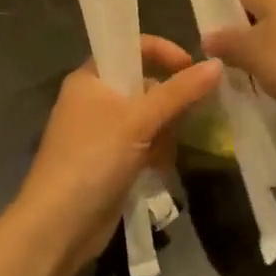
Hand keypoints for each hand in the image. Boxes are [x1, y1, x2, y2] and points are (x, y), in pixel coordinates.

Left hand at [9, 36, 221, 272]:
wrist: (57, 227)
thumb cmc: (93, 160)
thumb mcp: (139, 120)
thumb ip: (180, 92)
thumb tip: (218, 64)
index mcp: (91, 78)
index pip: (132, 48)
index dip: (164, 53)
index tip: (193, 69)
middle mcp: (94, 99)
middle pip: (145, 84)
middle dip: (170, 102)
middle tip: (189, 117)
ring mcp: (102, 132)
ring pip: (148, 117)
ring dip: (165, 132)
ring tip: (168, 151)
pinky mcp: (110, 160)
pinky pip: (143, 143)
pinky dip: (156, 151)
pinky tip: (160, 168)